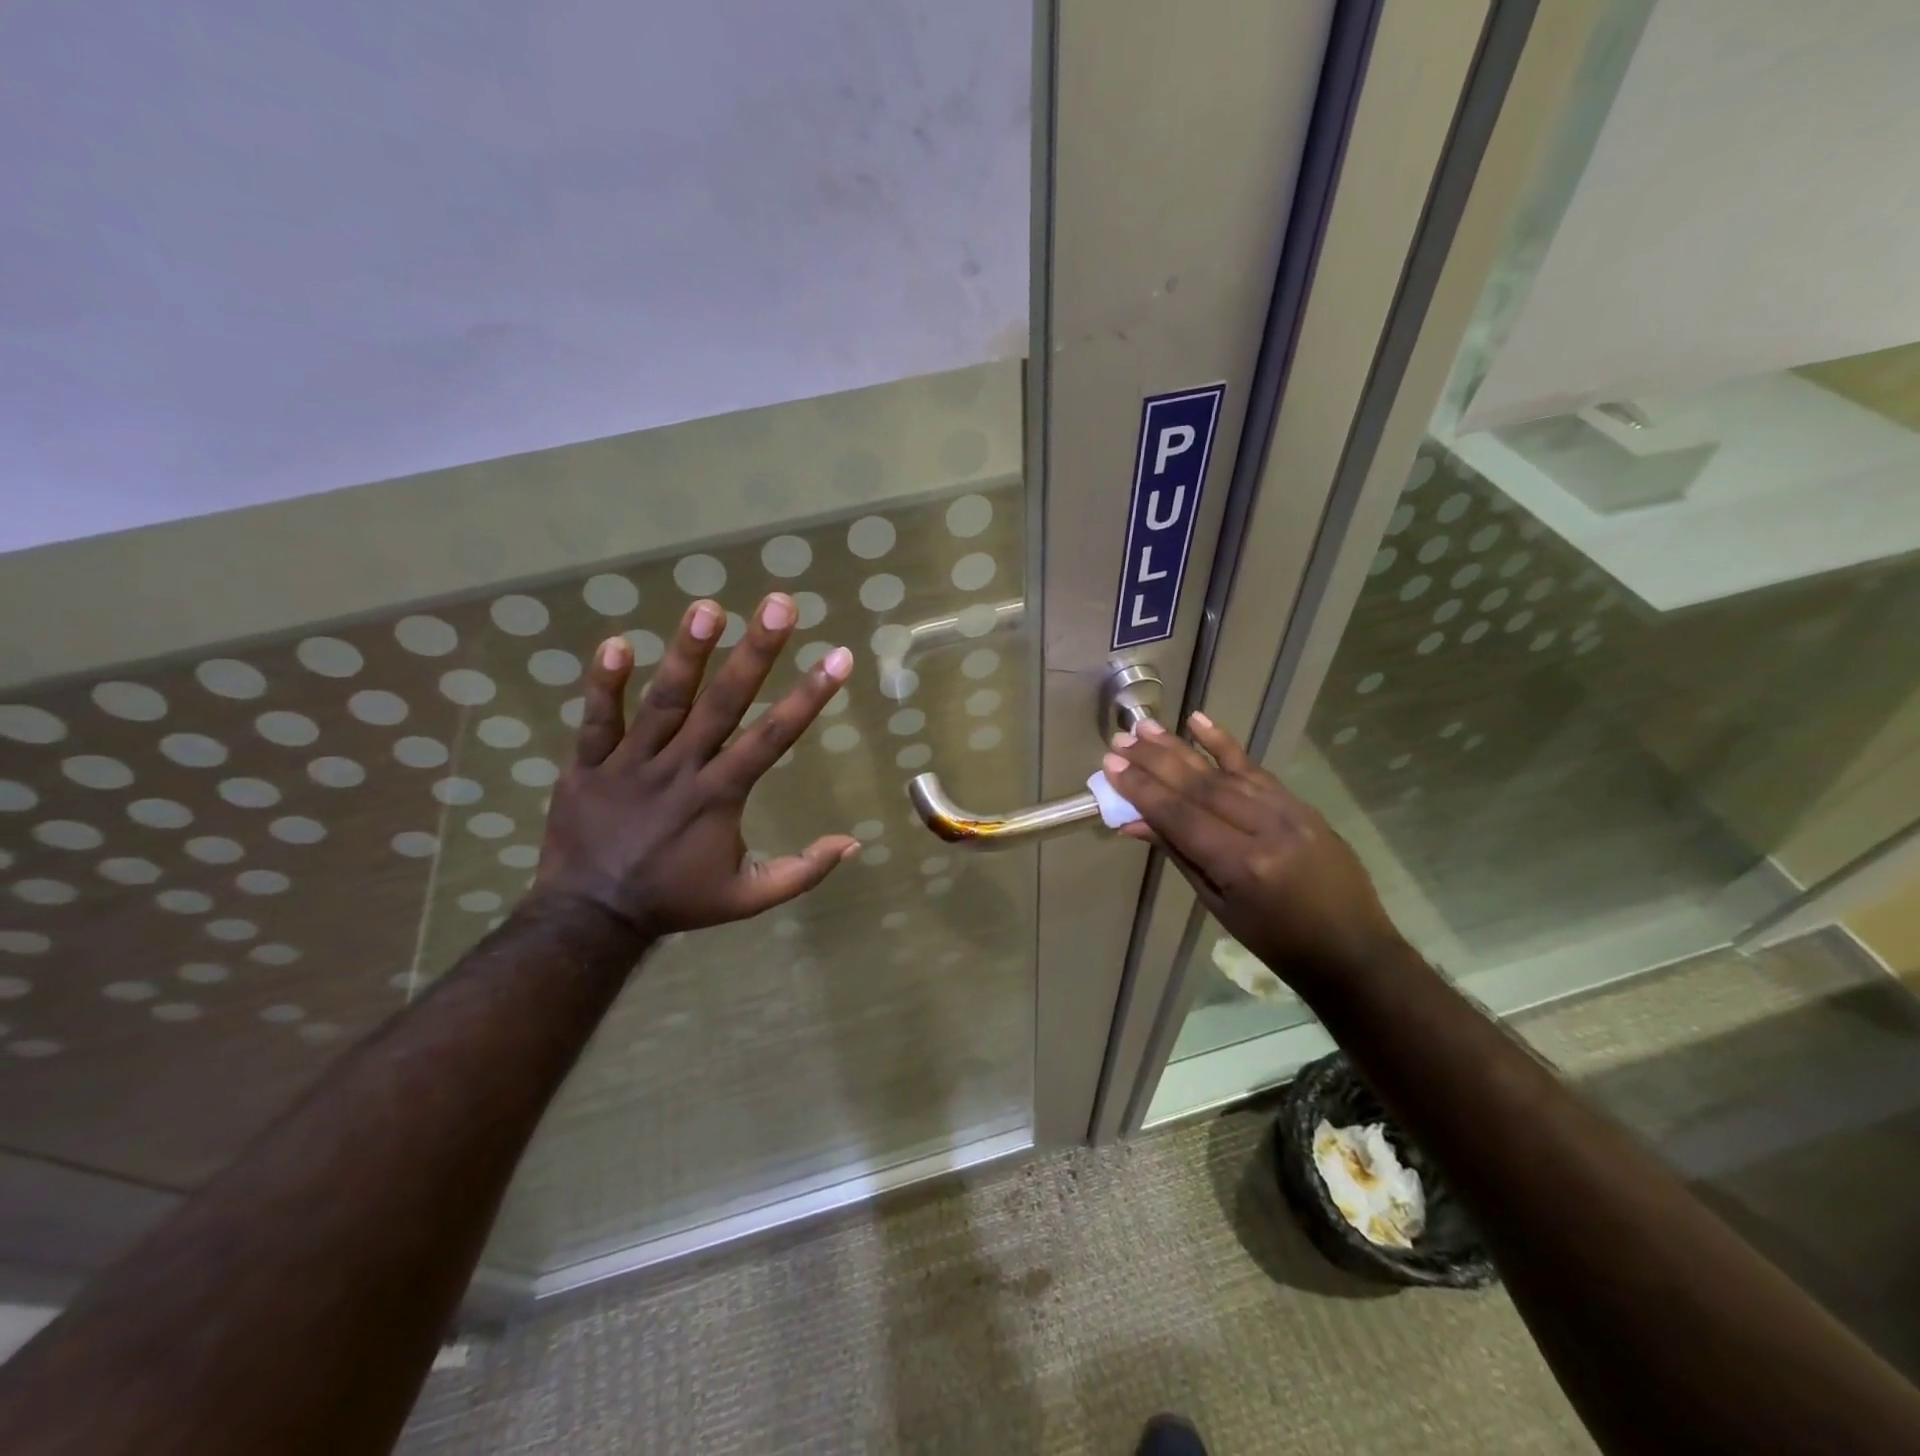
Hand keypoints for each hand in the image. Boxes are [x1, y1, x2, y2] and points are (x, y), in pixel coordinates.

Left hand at [530, 593, 859, 938]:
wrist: (591, 919)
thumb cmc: (677, 900)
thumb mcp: (748, 898)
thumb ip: (802, 871)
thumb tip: (853, 843)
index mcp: (720, 796)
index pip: (773, 738)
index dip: (809, 696)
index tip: (838, 656)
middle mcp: (680, 770)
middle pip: (723, 704)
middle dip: (755, 653)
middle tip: (779, 604)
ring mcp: (630, 765)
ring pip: (663, 702)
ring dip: (687, 654)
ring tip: (707, 606)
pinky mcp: (587, 766)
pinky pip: (596, 721)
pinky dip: (603, 685)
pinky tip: (617, 642)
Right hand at [1104, 713, 1410, 992]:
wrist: (1351, 949)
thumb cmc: (1274, 940)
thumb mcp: (1217, 903)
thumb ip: (1179, 853)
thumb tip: (1134, 821)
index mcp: (1243, 865)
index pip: (1182, 816)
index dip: (1143, 790)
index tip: (1111, 766)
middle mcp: (1267, 829)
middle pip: (1200, 786)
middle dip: (1154, 762)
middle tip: (1120, 740)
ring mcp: (1289, 811)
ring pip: (1224, 772)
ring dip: (1180, 748)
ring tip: (1144, 728)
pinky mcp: (1301, 803)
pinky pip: (1256, 769)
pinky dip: (1225, 744)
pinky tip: (1198, 722)